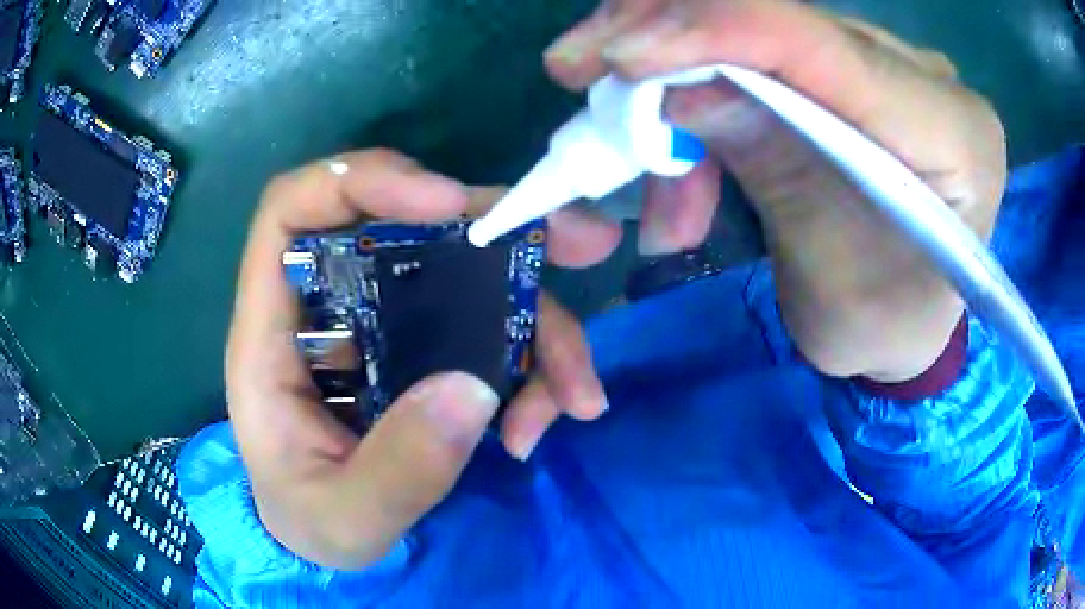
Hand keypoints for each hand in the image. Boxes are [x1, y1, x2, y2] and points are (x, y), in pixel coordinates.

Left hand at [227, 150, 616, 568]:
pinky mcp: (426, 350)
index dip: (364, 181)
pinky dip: (536, 363)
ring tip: (576, 397)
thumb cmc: (312, 527)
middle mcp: (331, 309)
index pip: (295, 209)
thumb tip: (472, 391)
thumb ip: (395, 472)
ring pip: (470, 278)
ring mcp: (383, 325)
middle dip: (496, 225)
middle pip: (407, 224)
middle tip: (582, 240)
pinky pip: (492, 326)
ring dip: (538, 323)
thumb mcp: (344, 520)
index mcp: (273, 334)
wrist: (328, 545)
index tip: (448, 206)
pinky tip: (549, 418)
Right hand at [545, 0, 1006, 380]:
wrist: (905, 319)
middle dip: (668, 31)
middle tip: (581, 65)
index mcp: (953, 132)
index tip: (614, 56)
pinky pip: (756, 43)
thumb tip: (671, 84)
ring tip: (635, 148)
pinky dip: (695, 77)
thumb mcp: (831, 274)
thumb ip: (771, 164)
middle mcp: (924, 75)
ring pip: (755, 22)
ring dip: (672, 64)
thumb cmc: (884, 324)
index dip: (715, 30)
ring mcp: (883, 61)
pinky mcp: (846, 65)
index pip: (826, 45)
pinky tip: (679, 144)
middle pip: (780, 15)